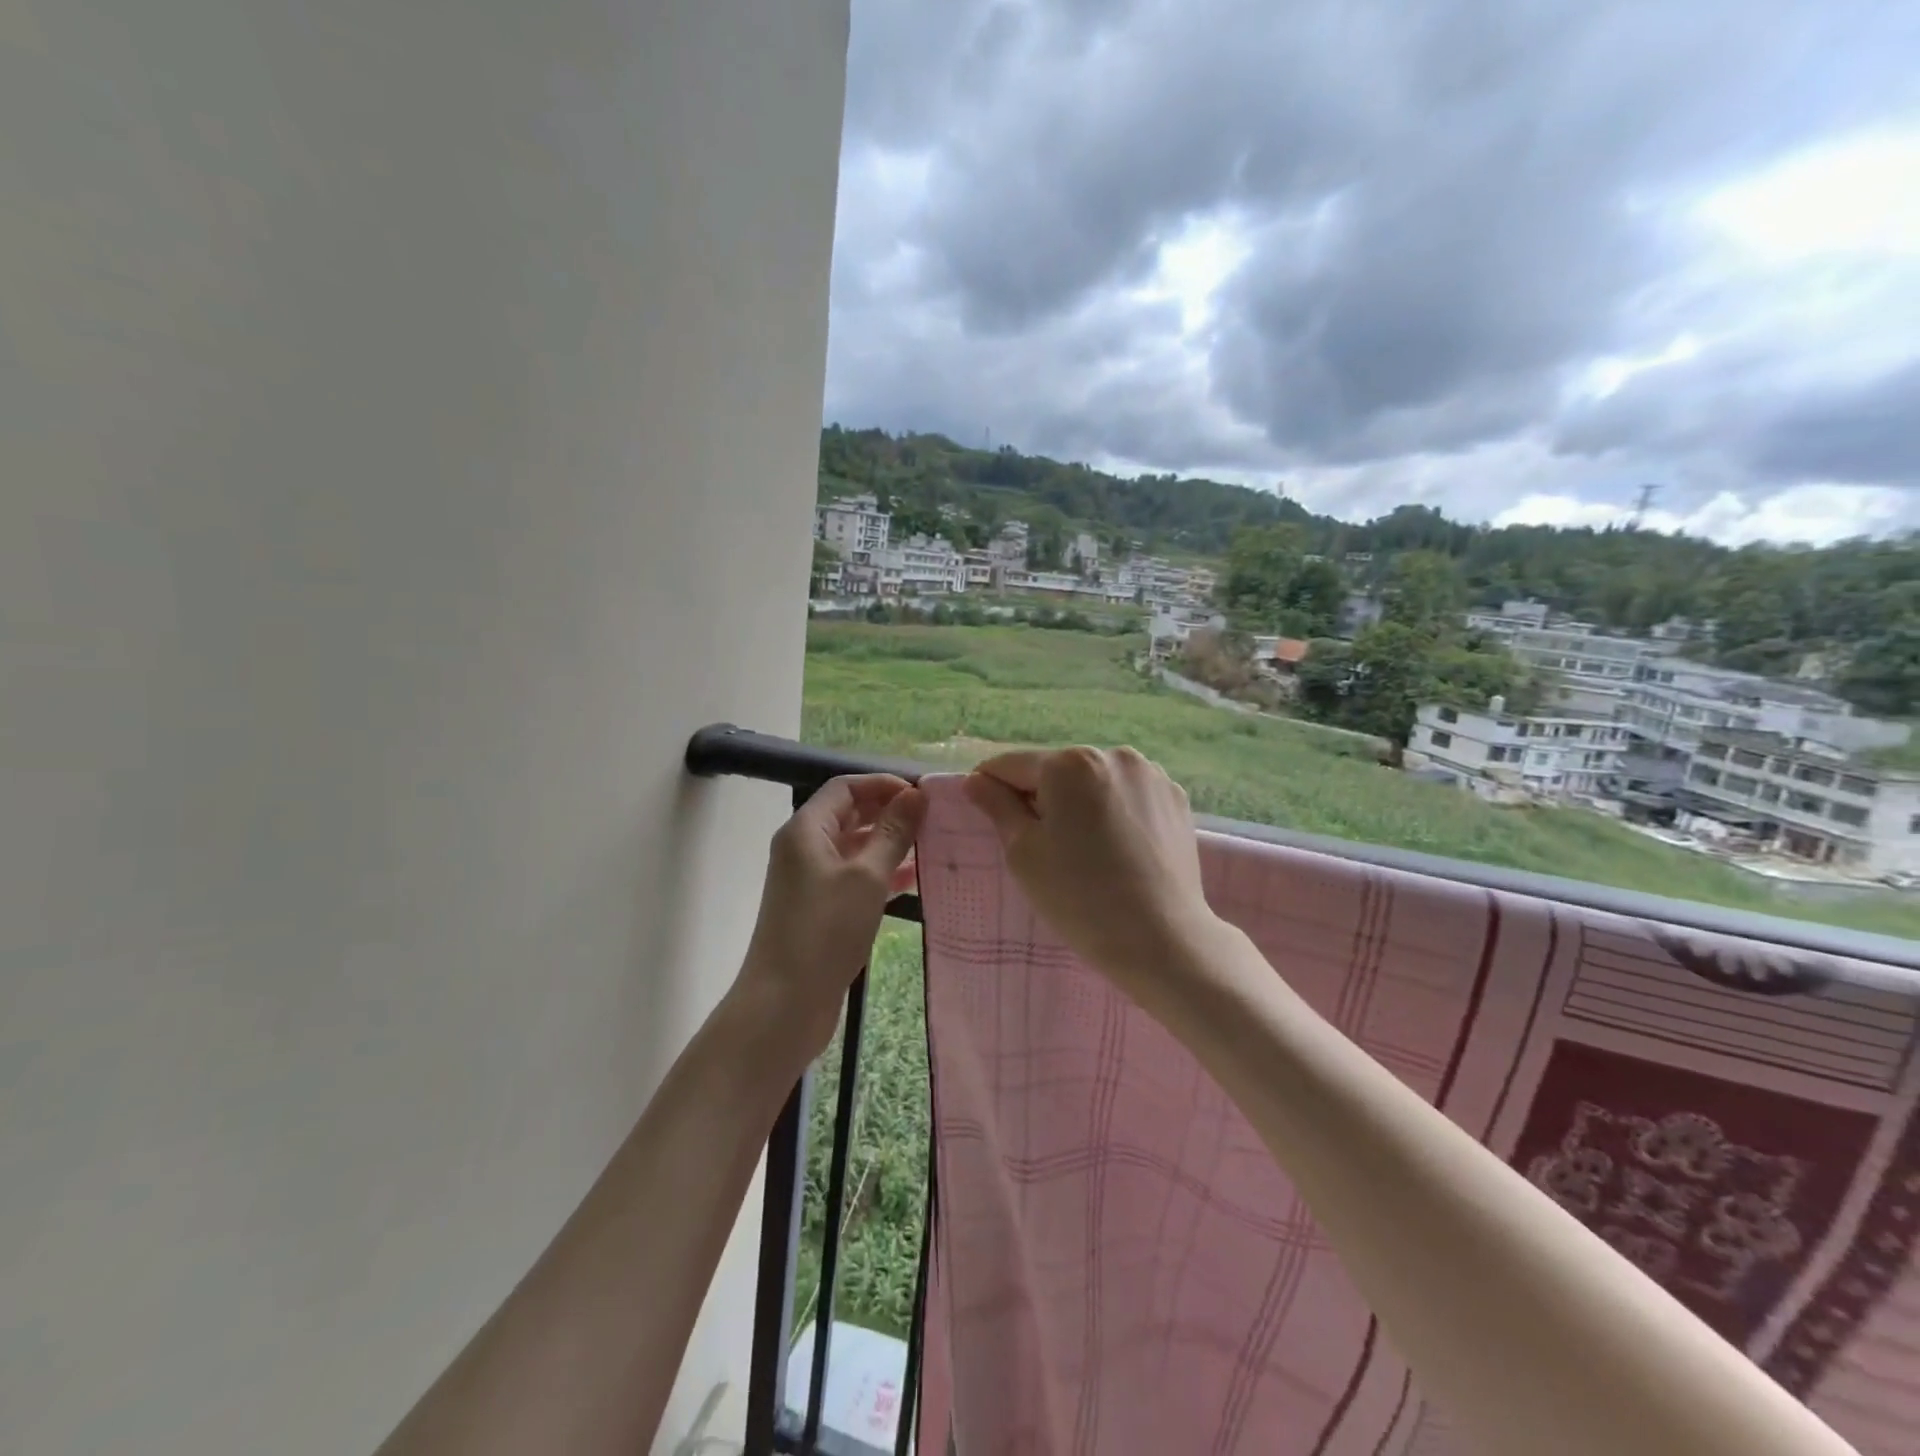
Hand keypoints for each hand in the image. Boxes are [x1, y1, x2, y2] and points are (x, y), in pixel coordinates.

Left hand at [736, 774, 926, 1060]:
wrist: (784, 1004)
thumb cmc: (824, 931)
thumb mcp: (867, 877)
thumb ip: (893, 833)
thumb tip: (916, 795)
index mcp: (806, 829)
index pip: (845, 787)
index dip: (883, 784)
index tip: (923, 795)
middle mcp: (804, 848)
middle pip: (850, 814)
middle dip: (890, 813)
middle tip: (934, 820)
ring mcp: (811, 880)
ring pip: (855, 848)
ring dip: (890, 844)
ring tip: (933, 846)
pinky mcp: (821, 909)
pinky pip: (855, 878)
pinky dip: (882, 874)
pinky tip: (915, 881)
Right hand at [963, 748, 1219, 1008]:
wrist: (1162, 939)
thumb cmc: (1079, 898)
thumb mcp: (1023, 853)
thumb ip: (997, 806)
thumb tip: (976, 780)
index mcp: (1069, 763)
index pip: (1011, 764)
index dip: (991, 787)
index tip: (986, 813)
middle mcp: (1112, 754)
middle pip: (1056, 770)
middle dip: (1040, 796)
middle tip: (1040, 845)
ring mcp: (1150, 774)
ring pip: (1093, 780)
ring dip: (1078, 802)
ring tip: (1084, 848)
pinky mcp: (1175, 797)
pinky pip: (1127, 794)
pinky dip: (1113, 810)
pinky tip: (1117, 847)